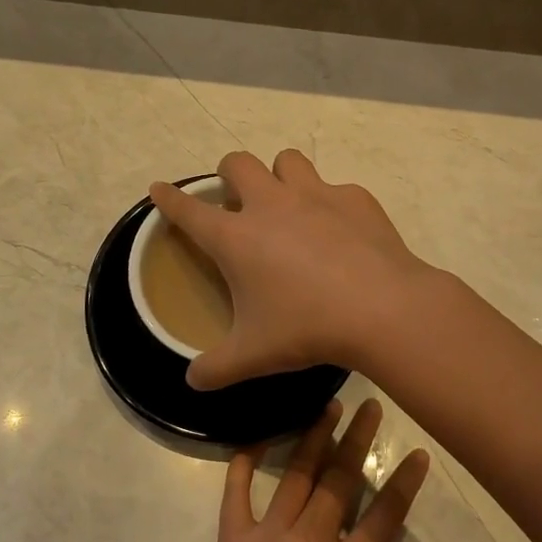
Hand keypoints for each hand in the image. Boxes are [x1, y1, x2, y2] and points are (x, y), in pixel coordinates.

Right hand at [150, 150, 438, 390]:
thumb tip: (192, 380)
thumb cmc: (307, 328)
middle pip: (238, 163)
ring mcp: (316, 195)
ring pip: (288, 161)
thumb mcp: (253, 355)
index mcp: (236, 237)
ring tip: (289, 203)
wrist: (382, 309)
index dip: (169, 198)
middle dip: (229, 173)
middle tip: (237, 198)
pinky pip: (336, 188)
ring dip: (281, 175)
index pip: (189, 209)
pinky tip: (342, 232)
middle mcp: (271, 204)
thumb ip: (215, 368)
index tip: (159, 188)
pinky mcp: (354, 198)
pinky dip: (332, 204)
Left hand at [177, 400, 435, 541]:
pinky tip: (254, 438)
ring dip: (314, 438)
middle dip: (358, 440)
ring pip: (295, 477)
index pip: (382, 518)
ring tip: (328, 405)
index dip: (403, 484)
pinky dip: (242, 465)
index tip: (419, 452)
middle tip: (372, 405)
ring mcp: (266, 536)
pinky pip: (235, 494)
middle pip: (339, 482)